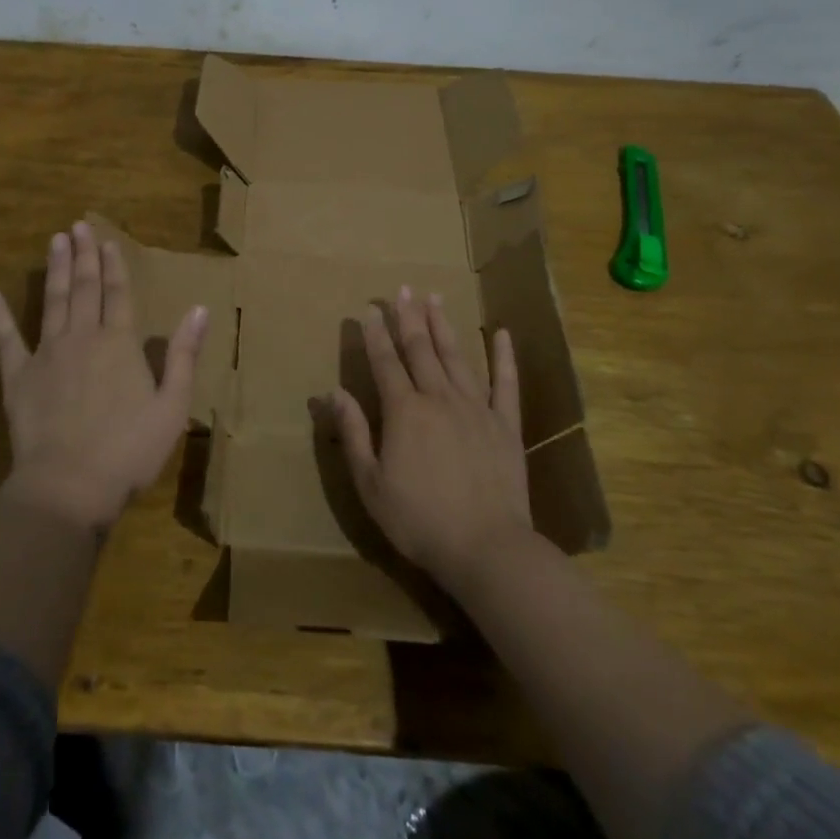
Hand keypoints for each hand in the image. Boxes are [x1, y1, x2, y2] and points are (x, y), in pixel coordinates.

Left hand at [0, 222, 207, 534]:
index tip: (109, 241)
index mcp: (120, 343)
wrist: (70, 484)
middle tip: (78, 226)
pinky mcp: (18, 376)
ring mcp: (47, 353)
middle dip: (84, 255)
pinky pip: (6, 339)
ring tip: (54, 241)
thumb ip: (183, 354)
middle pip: (84, 288)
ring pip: (53, 301)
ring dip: (55, 269)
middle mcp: (83, 337)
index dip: (115, 266)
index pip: (119, 294)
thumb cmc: (129, 450)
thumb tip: (199, 309)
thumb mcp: (172, 406)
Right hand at [313, 288, 532, 593]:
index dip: (375, 334)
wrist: (487, 549)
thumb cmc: (419, 520)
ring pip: (457, 357)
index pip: (385, 362)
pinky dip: (504, 357)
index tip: (368, 309)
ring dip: (443, 326)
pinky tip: (501, 333)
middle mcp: (439, 398)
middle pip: (420, 350)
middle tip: (403, 289)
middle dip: (408, 317)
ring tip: (435, 298)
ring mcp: (476, 408)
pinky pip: (506, 384)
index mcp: (404, 412)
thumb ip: (354, 433)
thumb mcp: (371, 483)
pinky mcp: (506, 425)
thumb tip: (333, 392)